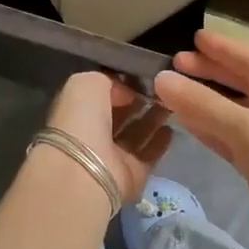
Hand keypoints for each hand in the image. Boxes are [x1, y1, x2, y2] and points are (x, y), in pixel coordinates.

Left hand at [45, 73, 172, 208]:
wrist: (86, 173)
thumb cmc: (81, 123)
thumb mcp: (86, 84)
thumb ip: (107, 80)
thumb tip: (126, 92)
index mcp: (76, 113)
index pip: (100, 96)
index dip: (119, 85)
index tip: (142, 74)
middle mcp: (93, 135)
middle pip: (120, 115)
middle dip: (138, 101)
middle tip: (162, 88)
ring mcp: (113, 157)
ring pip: (136, 134)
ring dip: (153, 118)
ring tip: (171, 103)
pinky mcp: (132, 174)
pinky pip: (149, 154)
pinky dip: (160, 142)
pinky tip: (171, 127)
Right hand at [154, 31, 248, 248]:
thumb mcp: (247, 131)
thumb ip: (203, 104)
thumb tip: (162, 79)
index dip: (221, 49)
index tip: (193, 37)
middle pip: (241, 83)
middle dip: (210, 73)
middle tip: (176, 63)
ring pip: (233, 112)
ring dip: (205, 102)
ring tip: (173, 91)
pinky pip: (231, 138)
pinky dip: (210, 129)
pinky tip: (187, 123)